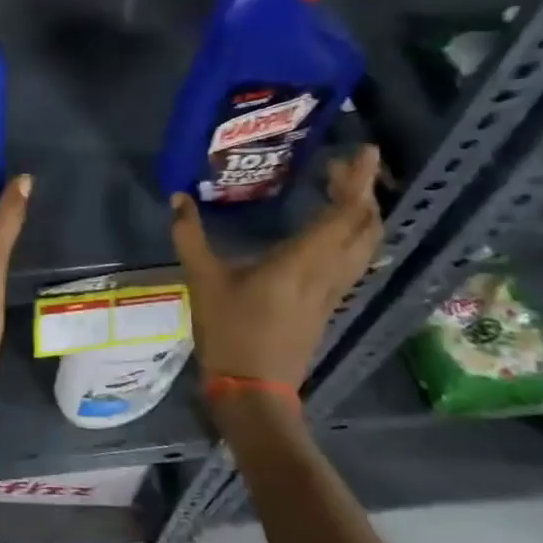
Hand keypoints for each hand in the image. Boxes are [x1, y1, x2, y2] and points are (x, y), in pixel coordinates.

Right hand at [170, 145, 382, 387]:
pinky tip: (332, 230)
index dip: (357, 181)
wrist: (254, 391)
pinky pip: (353, 261)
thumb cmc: (230, 332)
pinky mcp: (327, 305)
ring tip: (342, 189)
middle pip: (365, 228)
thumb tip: (178, 197)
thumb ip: (190, 235)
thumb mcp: (202, 279)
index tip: (363, 151)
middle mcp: (327, 273)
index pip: (344, 215)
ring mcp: (332, 292)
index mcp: (302, 262)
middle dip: (363, 192)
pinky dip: (352, 236)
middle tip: (345, 165)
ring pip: (364, 246)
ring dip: (362, 214)